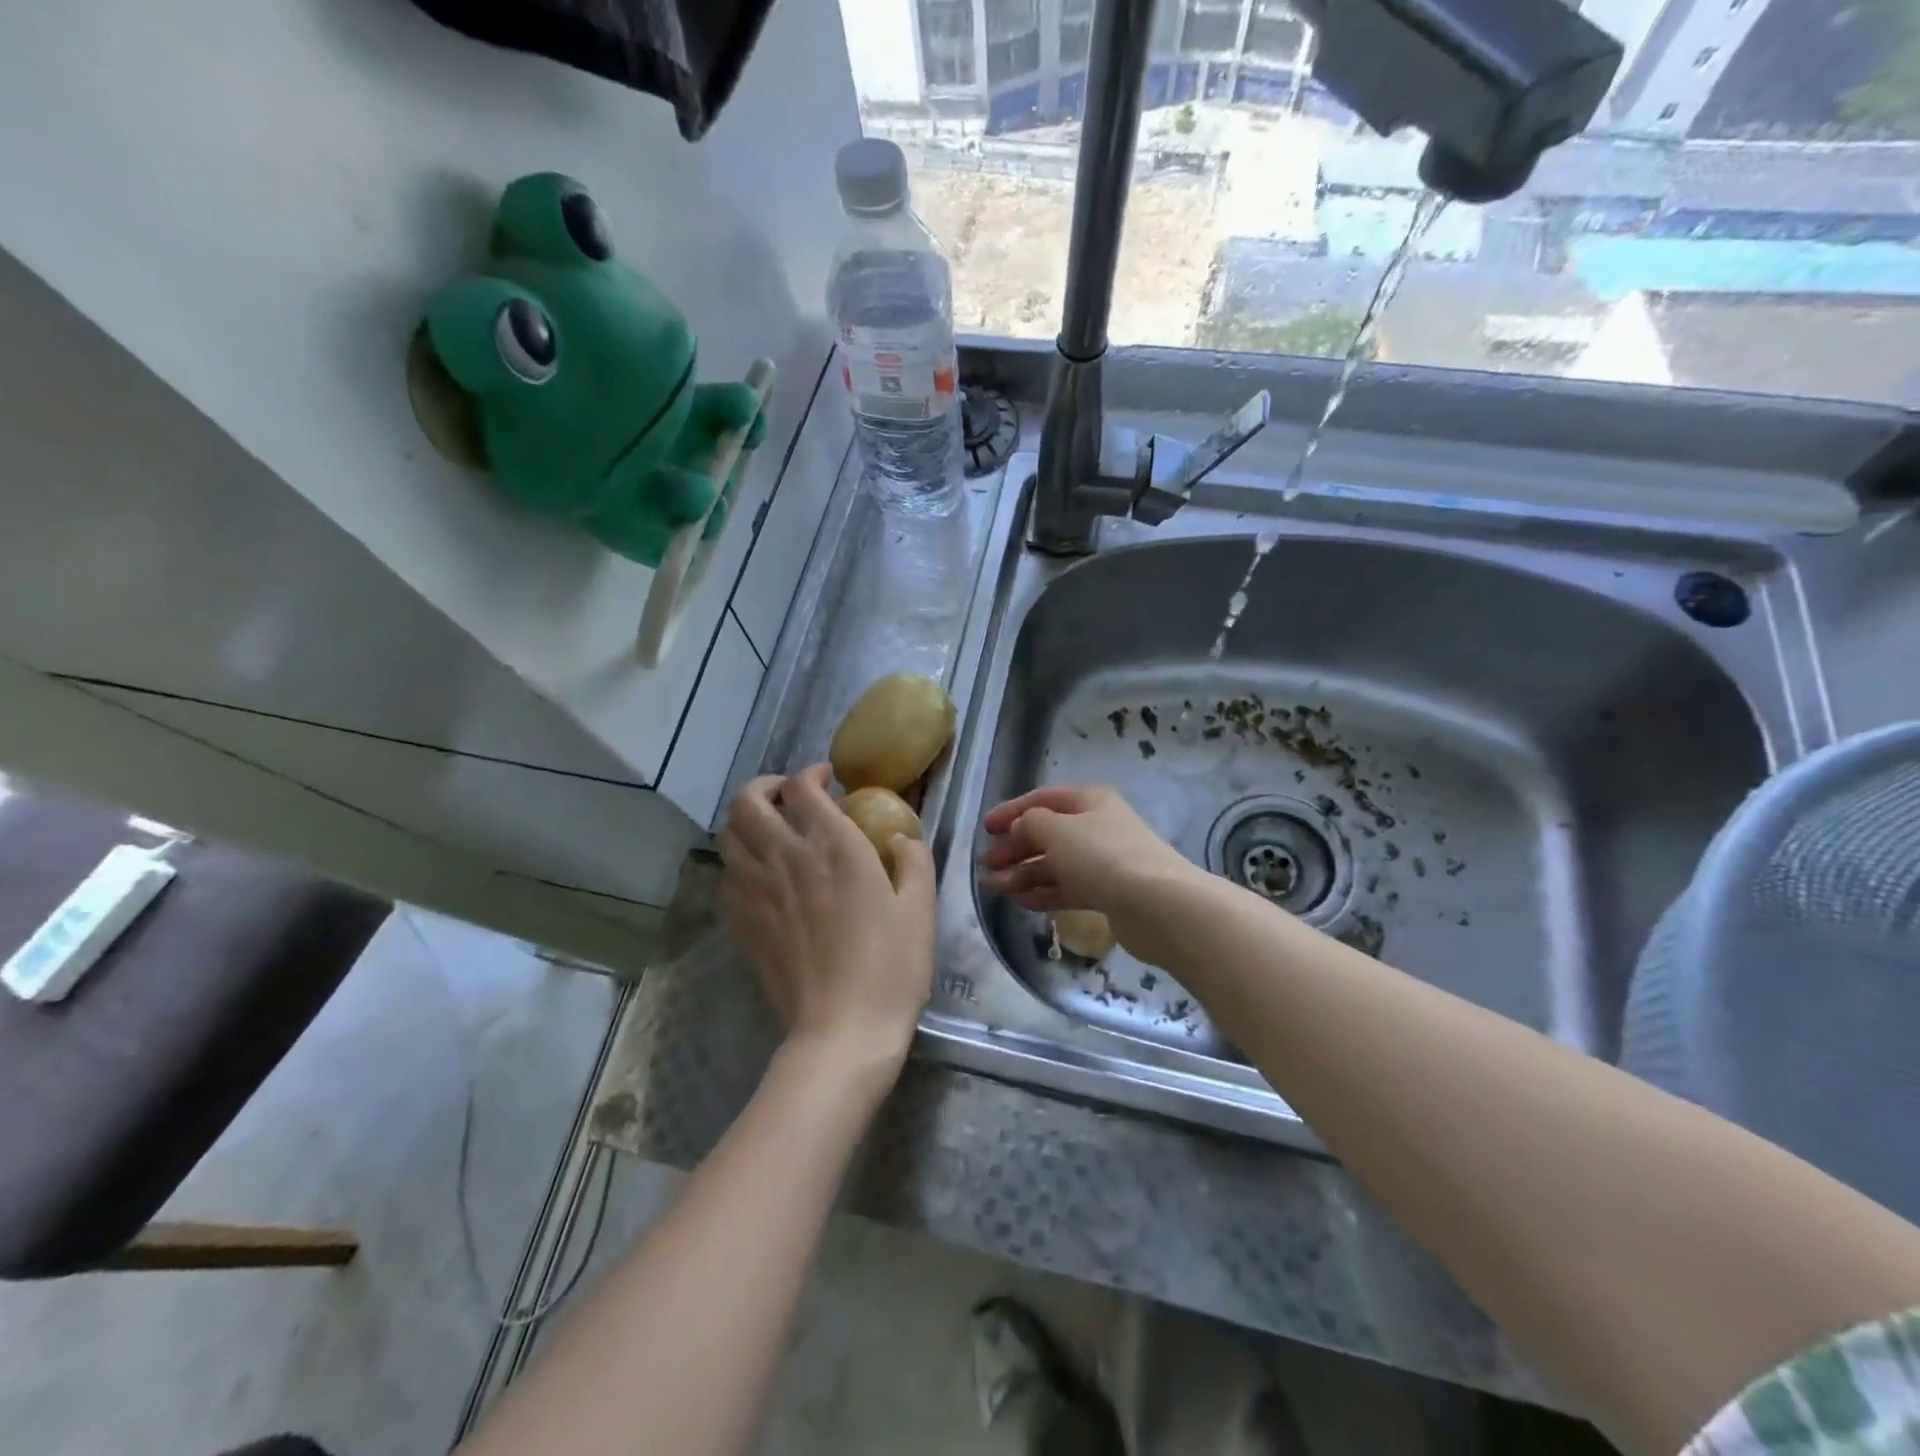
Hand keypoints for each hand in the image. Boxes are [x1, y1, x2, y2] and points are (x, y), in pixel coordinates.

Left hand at [718, 765, 936, 1079]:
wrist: (843, 1029)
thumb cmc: (891, 965)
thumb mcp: (920, 907)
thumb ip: (913, 860)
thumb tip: (899, 838)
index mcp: (833, 846)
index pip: (802, 787)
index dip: (811, 774)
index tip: (828, 781)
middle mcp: (786, 857)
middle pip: (747, 801)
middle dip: (765, 787)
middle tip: (789, 797)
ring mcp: (757, 890)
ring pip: (728, 834)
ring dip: (746, 821)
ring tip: (770, 830)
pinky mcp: (743, 922)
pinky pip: (726, 875)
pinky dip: (739, 862)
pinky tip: (762, 875)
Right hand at [980, 785, 1203, 964]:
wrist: (1158, 905)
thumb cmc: (1103, 856)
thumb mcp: (1057, 830)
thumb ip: (1029, 823)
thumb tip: (1020, 828)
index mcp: (1089, 800)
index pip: (1041, 799)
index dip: (1011, 811)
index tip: (984, 829)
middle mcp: (1096, 826)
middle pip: (1047, 833)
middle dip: (1014, 847)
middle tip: (986, 865)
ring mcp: (1104, 860)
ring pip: (1055, 863)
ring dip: (1023, 873)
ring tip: (993, 888)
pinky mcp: (1108, 892)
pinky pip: (1068, 887)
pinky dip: (1044, 892)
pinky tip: (1021, 902)